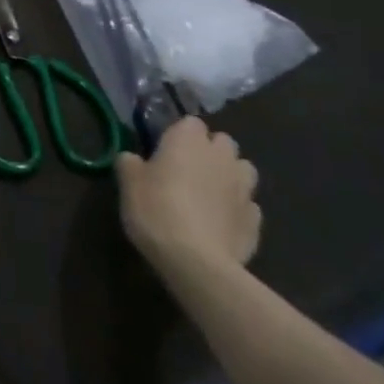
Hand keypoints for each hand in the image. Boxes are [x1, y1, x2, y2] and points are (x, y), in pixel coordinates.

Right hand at [114, 117, 260, 280]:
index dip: (178, 134)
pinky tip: (219, 222)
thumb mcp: (127, 183)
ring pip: (242, 169)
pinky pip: (247, 204)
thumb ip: (129, 163)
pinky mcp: (256, 220)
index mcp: (188, 140)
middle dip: (209, 150)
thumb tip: (132, 158)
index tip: (163, 150)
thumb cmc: (156, 209)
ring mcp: (244, 188)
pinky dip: (236, 208)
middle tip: (186, 169)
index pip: (190, 122)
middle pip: (222, 142)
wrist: (196, 261)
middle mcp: (221, 157)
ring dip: (229, 175)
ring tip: (208, 193)